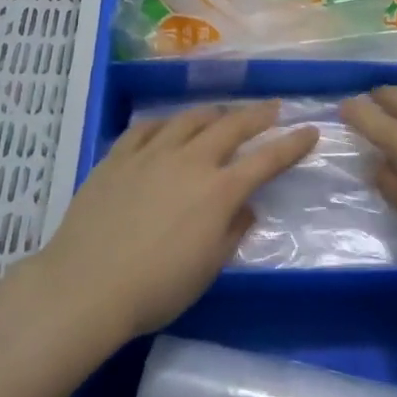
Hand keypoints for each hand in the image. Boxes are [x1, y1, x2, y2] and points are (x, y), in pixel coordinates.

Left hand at [25, 102, 316, 345]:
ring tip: (221, 113)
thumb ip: (232, 232)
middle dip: (258, 115)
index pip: (266, 160)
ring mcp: (152, 153)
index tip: (310, 131)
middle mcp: (190, 161)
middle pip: (231, 126)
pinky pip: (147, 127)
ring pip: (189, 119)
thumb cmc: (155, 289)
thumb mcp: (207, 269)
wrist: (86, 285)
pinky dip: (164, 123)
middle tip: (273, 108)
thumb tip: (246, 207)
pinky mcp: (119, 155)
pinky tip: (167, 126)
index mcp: (218, 191)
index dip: (292, 144)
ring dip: (212, 113)